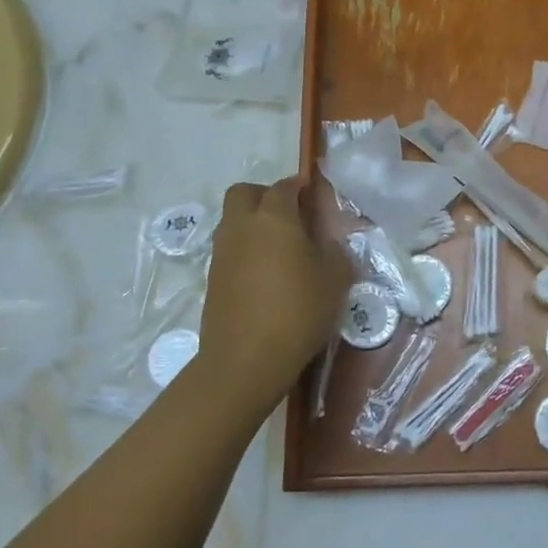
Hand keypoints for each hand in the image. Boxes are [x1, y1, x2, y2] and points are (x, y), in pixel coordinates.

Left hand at [197, 178, 351, 416]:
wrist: (246, 360)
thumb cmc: (298, 311)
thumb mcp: (335, 281)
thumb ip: (336, 254)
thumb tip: (328, 244)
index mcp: (273, 218)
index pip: (284, 187)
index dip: (298, 187)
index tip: (311, 195)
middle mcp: (242, 226)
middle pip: (244, 193)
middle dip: (264, 195)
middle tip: (288, 215)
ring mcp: (222, 252)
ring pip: (233, 221)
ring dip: (252, 224)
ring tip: (279, 248)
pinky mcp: (212, 278)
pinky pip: (229, 250)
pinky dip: (245, 251)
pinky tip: (265, 275)